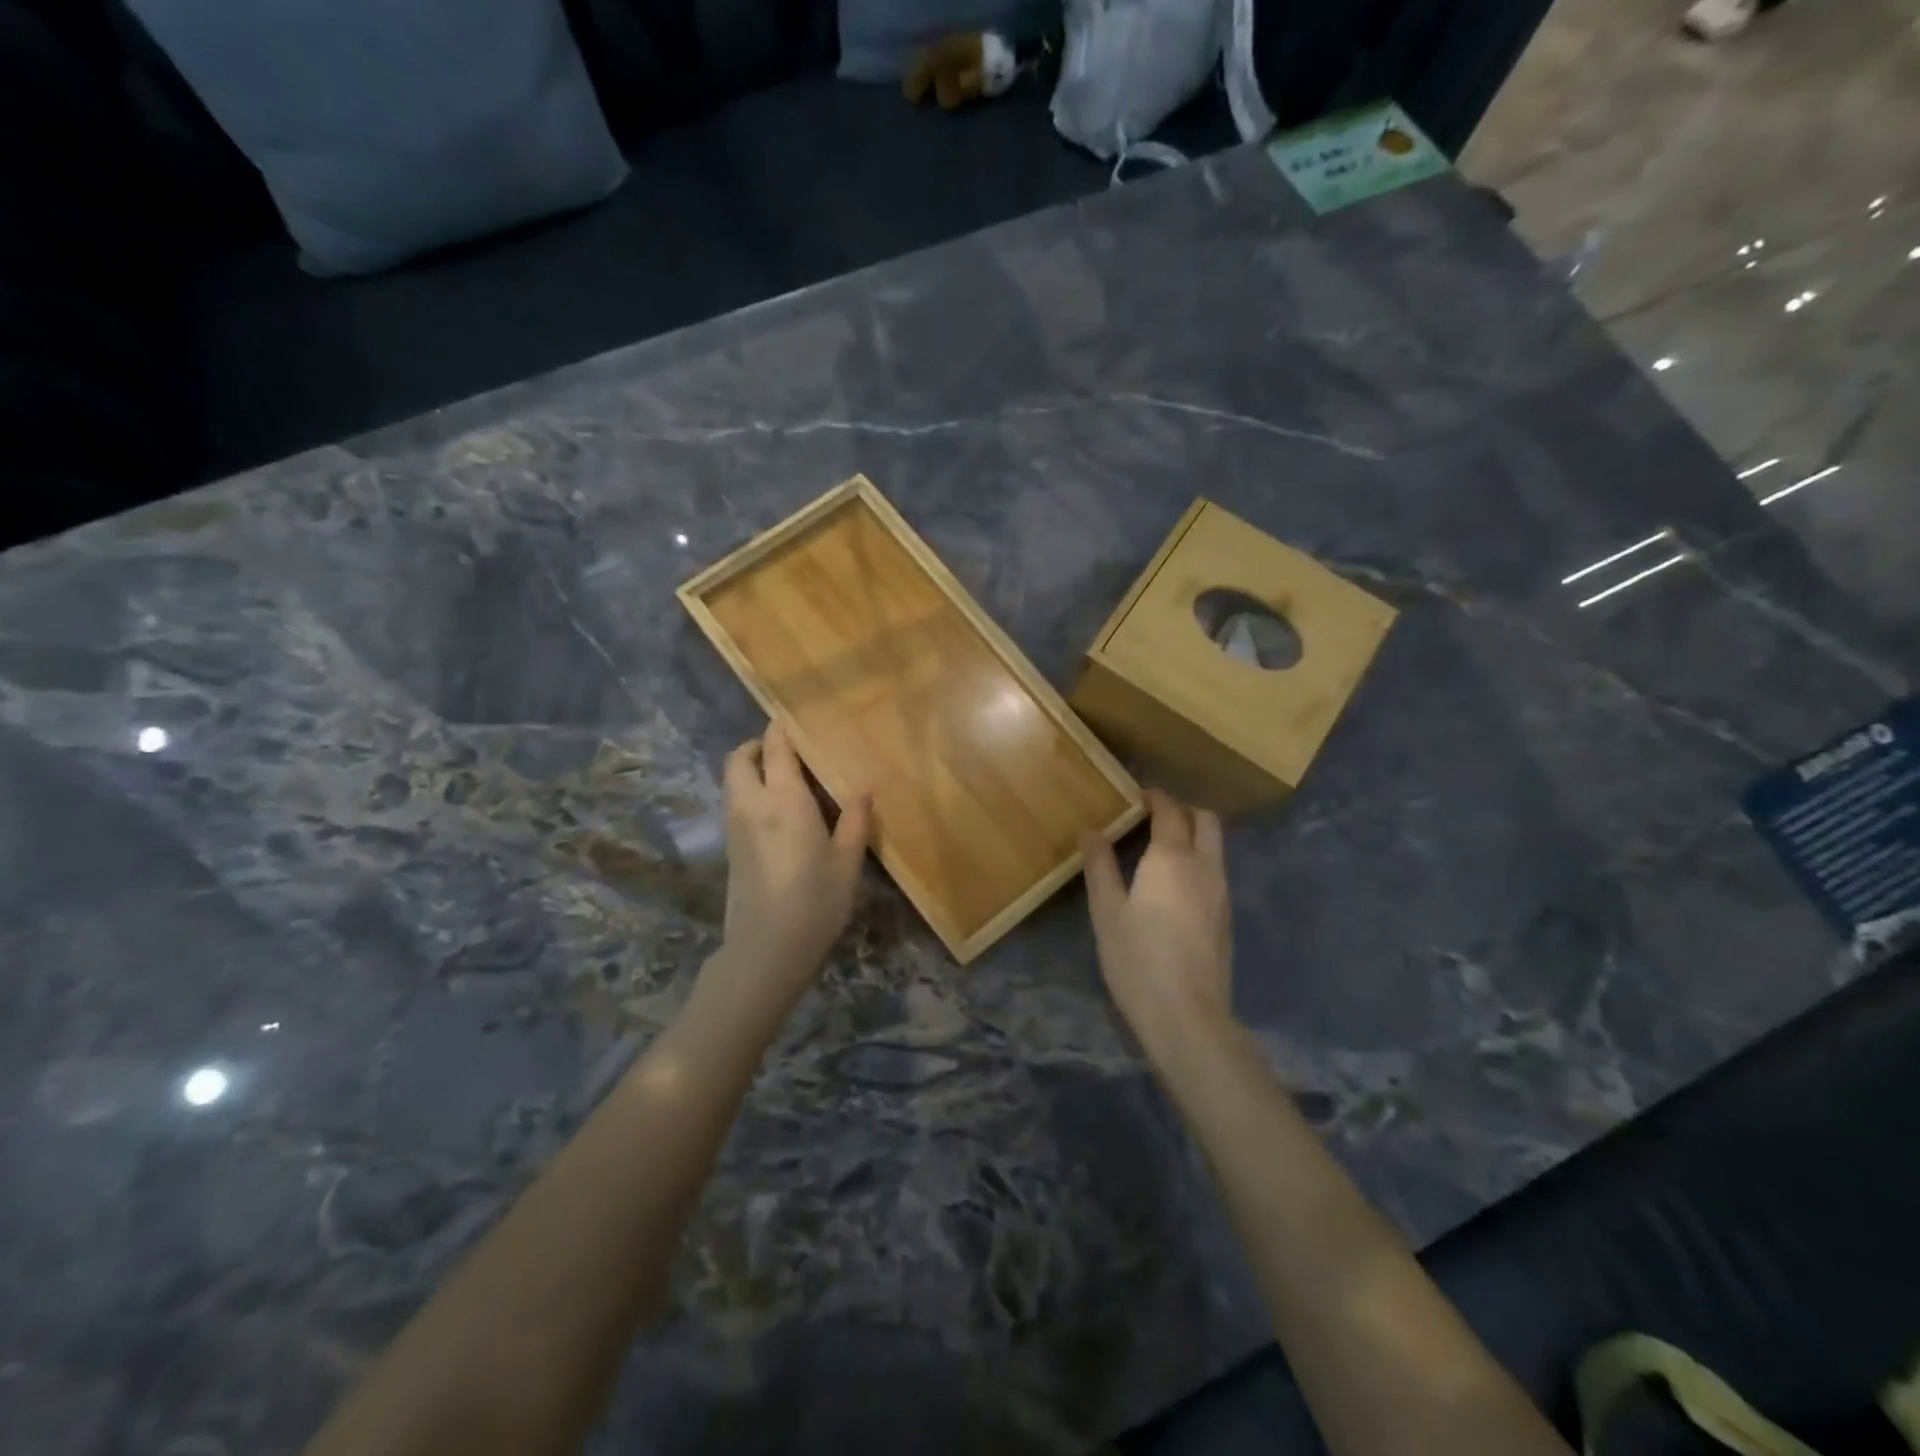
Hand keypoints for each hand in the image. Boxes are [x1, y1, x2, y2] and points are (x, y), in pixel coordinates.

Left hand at [711, 721, 871, 1015]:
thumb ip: (855, 821)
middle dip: (756, 746)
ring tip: (785, 780)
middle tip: (786, 752)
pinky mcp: (730, 848)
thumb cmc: (815, 902)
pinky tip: (777, 813)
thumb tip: (863, 789)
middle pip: (739, 759)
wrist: (766, 949)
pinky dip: (749, 792)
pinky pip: (735, 803)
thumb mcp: (847, 862)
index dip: (781, 730)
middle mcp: (752, 804)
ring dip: (750, 769)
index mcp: (785, 800)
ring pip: (732, 781)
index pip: (775, 749)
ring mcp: (735, 827)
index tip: (795, 721)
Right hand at [1080, 790, 1233, 1058]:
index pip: (1170, 811)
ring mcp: (1221, 892)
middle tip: (1152, 816)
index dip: (1155, 797)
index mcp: (1172, 858)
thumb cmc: (1138, 958)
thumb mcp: (1107, 911)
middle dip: (1182, 810)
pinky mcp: (1226, 917)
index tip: (1136, 795)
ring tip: (1159, 848)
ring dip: (1193, 835)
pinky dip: (1198, 860)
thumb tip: (1090, 829)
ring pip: (1215, 846)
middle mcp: (1205, 866)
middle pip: (1206, 820)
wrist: (1187, 1015)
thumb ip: (1100, 865)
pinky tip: (1173, 884)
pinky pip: (1216, 870)